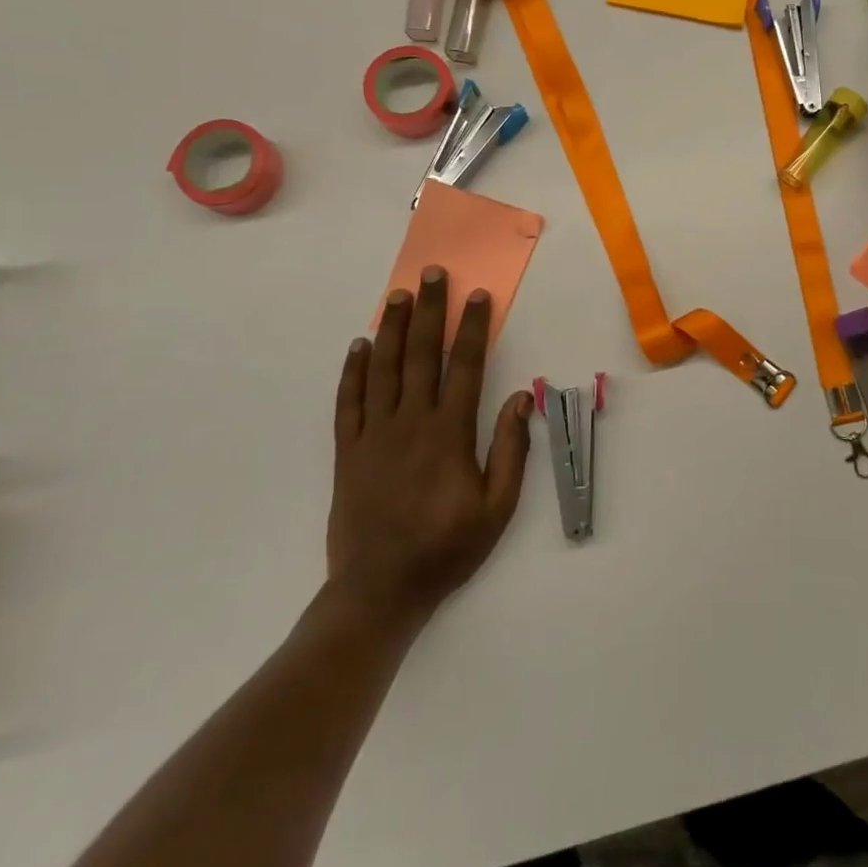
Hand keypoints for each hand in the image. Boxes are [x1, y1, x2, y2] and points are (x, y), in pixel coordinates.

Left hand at [327, 267, 531, 630]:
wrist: (379, 592)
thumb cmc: (447, 549)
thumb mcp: (498, 507)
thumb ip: (511, 449)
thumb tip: (520, 398)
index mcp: (450, 434)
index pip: (465, 366)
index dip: (472, 328)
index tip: (476, 296)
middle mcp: (411, 424)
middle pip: (421, 355)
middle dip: (429, 311)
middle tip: (432, 274)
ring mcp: (374, 436)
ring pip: (383, 369)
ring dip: (391, 328)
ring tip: (397, 294)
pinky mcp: (347, 453)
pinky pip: (348, 403)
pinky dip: (353, 371)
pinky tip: (359, 346)